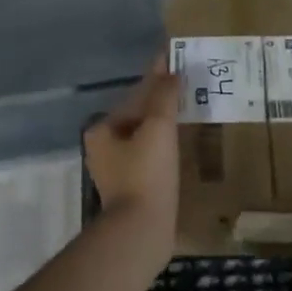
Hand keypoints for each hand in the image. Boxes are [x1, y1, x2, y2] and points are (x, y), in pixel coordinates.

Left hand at [84, 61, 178, 269]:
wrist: (141, 231)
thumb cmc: (146, 173)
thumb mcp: (157, 128)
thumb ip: (164, 96)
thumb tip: (170, 70)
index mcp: (102, 130)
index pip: (135, 95)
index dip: (157, 76)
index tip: (174, 59)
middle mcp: (103, 147)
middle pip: (137, 115)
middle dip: (160, 100)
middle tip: (187, 84)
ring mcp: (116, 170)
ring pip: (144, 136)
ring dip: (164, 122)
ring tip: (188, 110)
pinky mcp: (131, 188)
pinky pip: (150, 155)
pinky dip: (164, 145)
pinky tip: (181, 144)